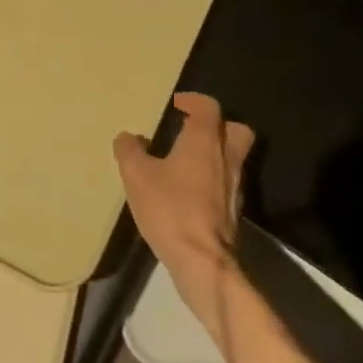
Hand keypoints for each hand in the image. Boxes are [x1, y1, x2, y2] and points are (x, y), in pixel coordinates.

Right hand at [114, 93, 255, 335]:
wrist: (202, 261)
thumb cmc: (170, 209)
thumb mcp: (137, 176)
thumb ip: (130, 150)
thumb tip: (127, 137)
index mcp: (205, 141)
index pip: (209, 107)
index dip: (194, 100)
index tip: (177, 104)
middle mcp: (226, 158)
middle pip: (235, 129)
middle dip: (217, 125)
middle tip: (192, 129)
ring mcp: (235, 186)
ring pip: (233, 157)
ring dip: (215, 153)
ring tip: (185, 161)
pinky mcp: (234, 211)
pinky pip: (227, 182)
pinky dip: (213, 178)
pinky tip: (191, 191)